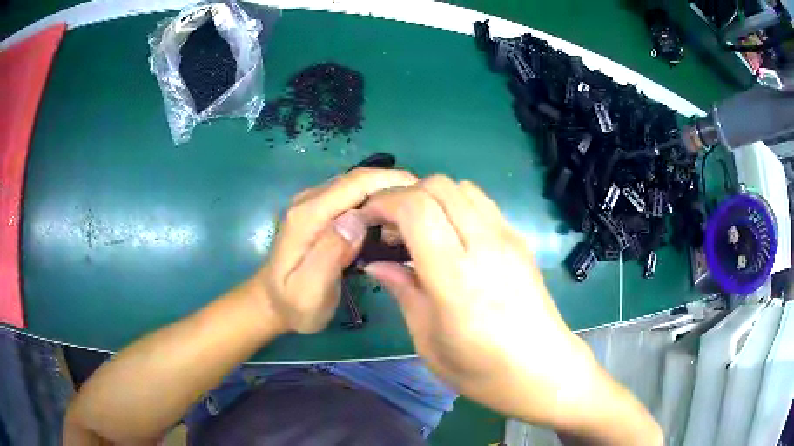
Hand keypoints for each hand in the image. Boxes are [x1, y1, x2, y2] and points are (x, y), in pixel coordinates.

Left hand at [258, 168, 417, 333]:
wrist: (270, 303)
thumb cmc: (293, 305)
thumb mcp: (309, 291)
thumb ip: (329, 254)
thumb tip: (357, 219)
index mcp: (308, 215)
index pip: (356, 183)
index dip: (392, 183)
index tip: (425, 198)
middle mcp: (310, 200)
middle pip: (359, 179)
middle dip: (395, 186)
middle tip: (427, 210)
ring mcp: (313, 203)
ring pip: (358, 185)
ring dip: (387, 193)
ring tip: (413, 217)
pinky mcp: (319, 211)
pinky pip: (352, 196)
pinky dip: (376, 202)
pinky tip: (390, 221)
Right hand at [360, 175, 660, 442]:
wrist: (545, 371)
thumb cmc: (484, 372)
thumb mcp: (430, 342)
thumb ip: (403, 292)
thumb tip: (376, 262)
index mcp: (456, 278)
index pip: (416, 208)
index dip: (384, 203)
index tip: (367, 219)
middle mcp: (485, 246)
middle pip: (439, 186)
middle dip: (404, 196)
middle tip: (390, 228)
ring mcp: (508, 239)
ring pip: (462, 187)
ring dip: (432, 198)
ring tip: (418, 230)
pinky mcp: (520, 241)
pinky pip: (482, 203)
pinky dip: (456, 206)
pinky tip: (449, 237)